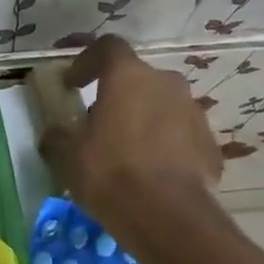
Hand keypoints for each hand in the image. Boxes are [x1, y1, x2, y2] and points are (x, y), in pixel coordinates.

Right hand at [38, 36, 222, 244]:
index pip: (107, 48)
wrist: (167, 216)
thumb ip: (57, 138)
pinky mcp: (210, 144)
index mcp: (128, 77)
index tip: (72, 82)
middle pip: (138, 79)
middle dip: (118, 95)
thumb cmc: (109, 174)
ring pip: (163, 106)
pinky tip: (151, 172)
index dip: (86, 60)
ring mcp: (193, 113)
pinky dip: (165, 146)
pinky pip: (181, 136)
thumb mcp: (67, 158)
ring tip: (127, 151)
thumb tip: (53, 135)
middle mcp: (166, 84)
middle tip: (99, 122)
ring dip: (144, 120)